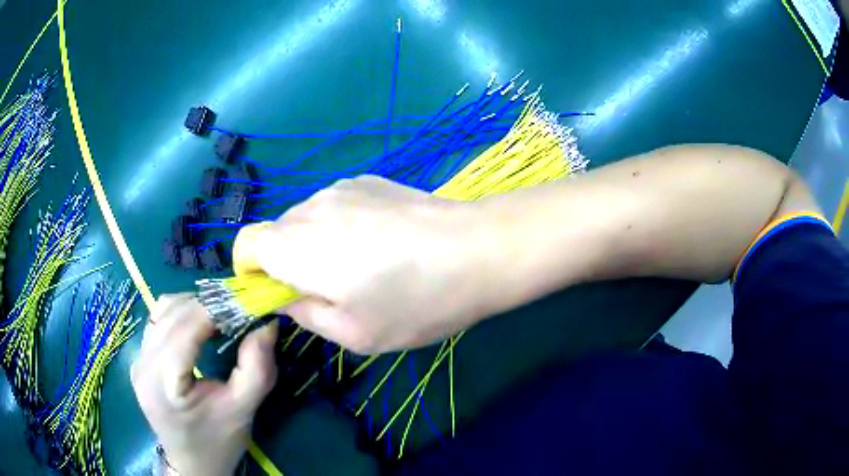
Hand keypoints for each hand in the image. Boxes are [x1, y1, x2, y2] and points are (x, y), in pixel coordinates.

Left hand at [131, 294, 277, 475]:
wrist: (192, 464)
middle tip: (239, 310)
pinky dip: (182, 314)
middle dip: (207, 305)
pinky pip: (158, 320)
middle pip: (172, 312)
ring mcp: (137, 358)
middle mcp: (143, 363)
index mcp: (163, 382)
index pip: (185, 327)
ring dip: (193, 306)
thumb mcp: (242, 410)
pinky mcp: (140, 358)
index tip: (247, 303)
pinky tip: (199, 327)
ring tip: (220, 317)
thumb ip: (257, 368)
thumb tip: (268, 323)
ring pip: (162, 310)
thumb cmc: (218, 442)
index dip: (216, 309)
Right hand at [253, 175, 490, 353]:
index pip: (244, 244)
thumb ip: (306, 315)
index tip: (277, 292)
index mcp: (295, 247)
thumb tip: (286, 298)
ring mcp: (341, 187)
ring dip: (316, 244)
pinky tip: (383, 243)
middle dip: (287, 262)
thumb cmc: (415, 302)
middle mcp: (310, 208)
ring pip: (307, 219)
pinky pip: (336, 206)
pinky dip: (341, 226)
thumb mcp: (354, 333)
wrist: (479, 249)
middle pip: (276, 233)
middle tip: (329, 291)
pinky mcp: (369, 180)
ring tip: (363, 267)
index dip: (250, 270)